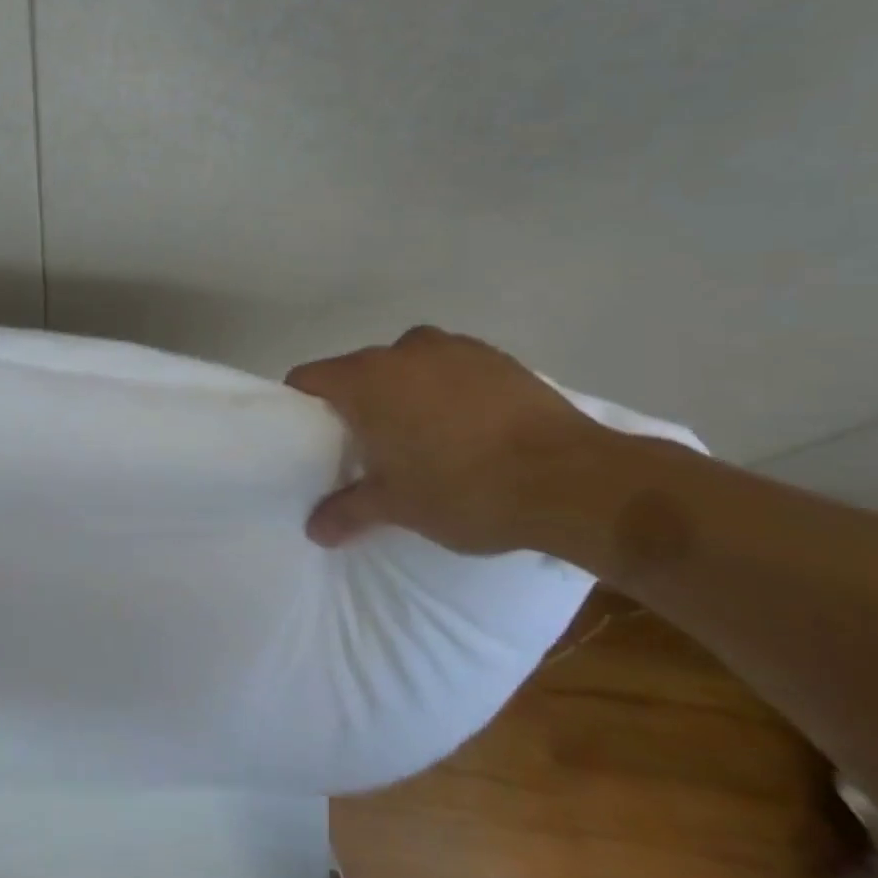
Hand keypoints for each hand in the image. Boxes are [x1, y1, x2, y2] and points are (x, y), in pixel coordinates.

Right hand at [286, 326, 607, 554]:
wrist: (575, 481)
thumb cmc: (465, 489)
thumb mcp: (397, 507)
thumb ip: (347, 512)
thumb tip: (314, 529)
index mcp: (365, 379)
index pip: (308, 378)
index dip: (302, 405)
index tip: (314, 436)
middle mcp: (402, 351)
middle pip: (358, 371)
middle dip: (357, 403)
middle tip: (368, 446)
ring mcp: (454, 348)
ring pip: (407, 366)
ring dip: (404, 393)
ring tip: (423, 436)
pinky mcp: (498, 357)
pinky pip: (452, 369)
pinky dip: (447, 390)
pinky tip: (470, 428)